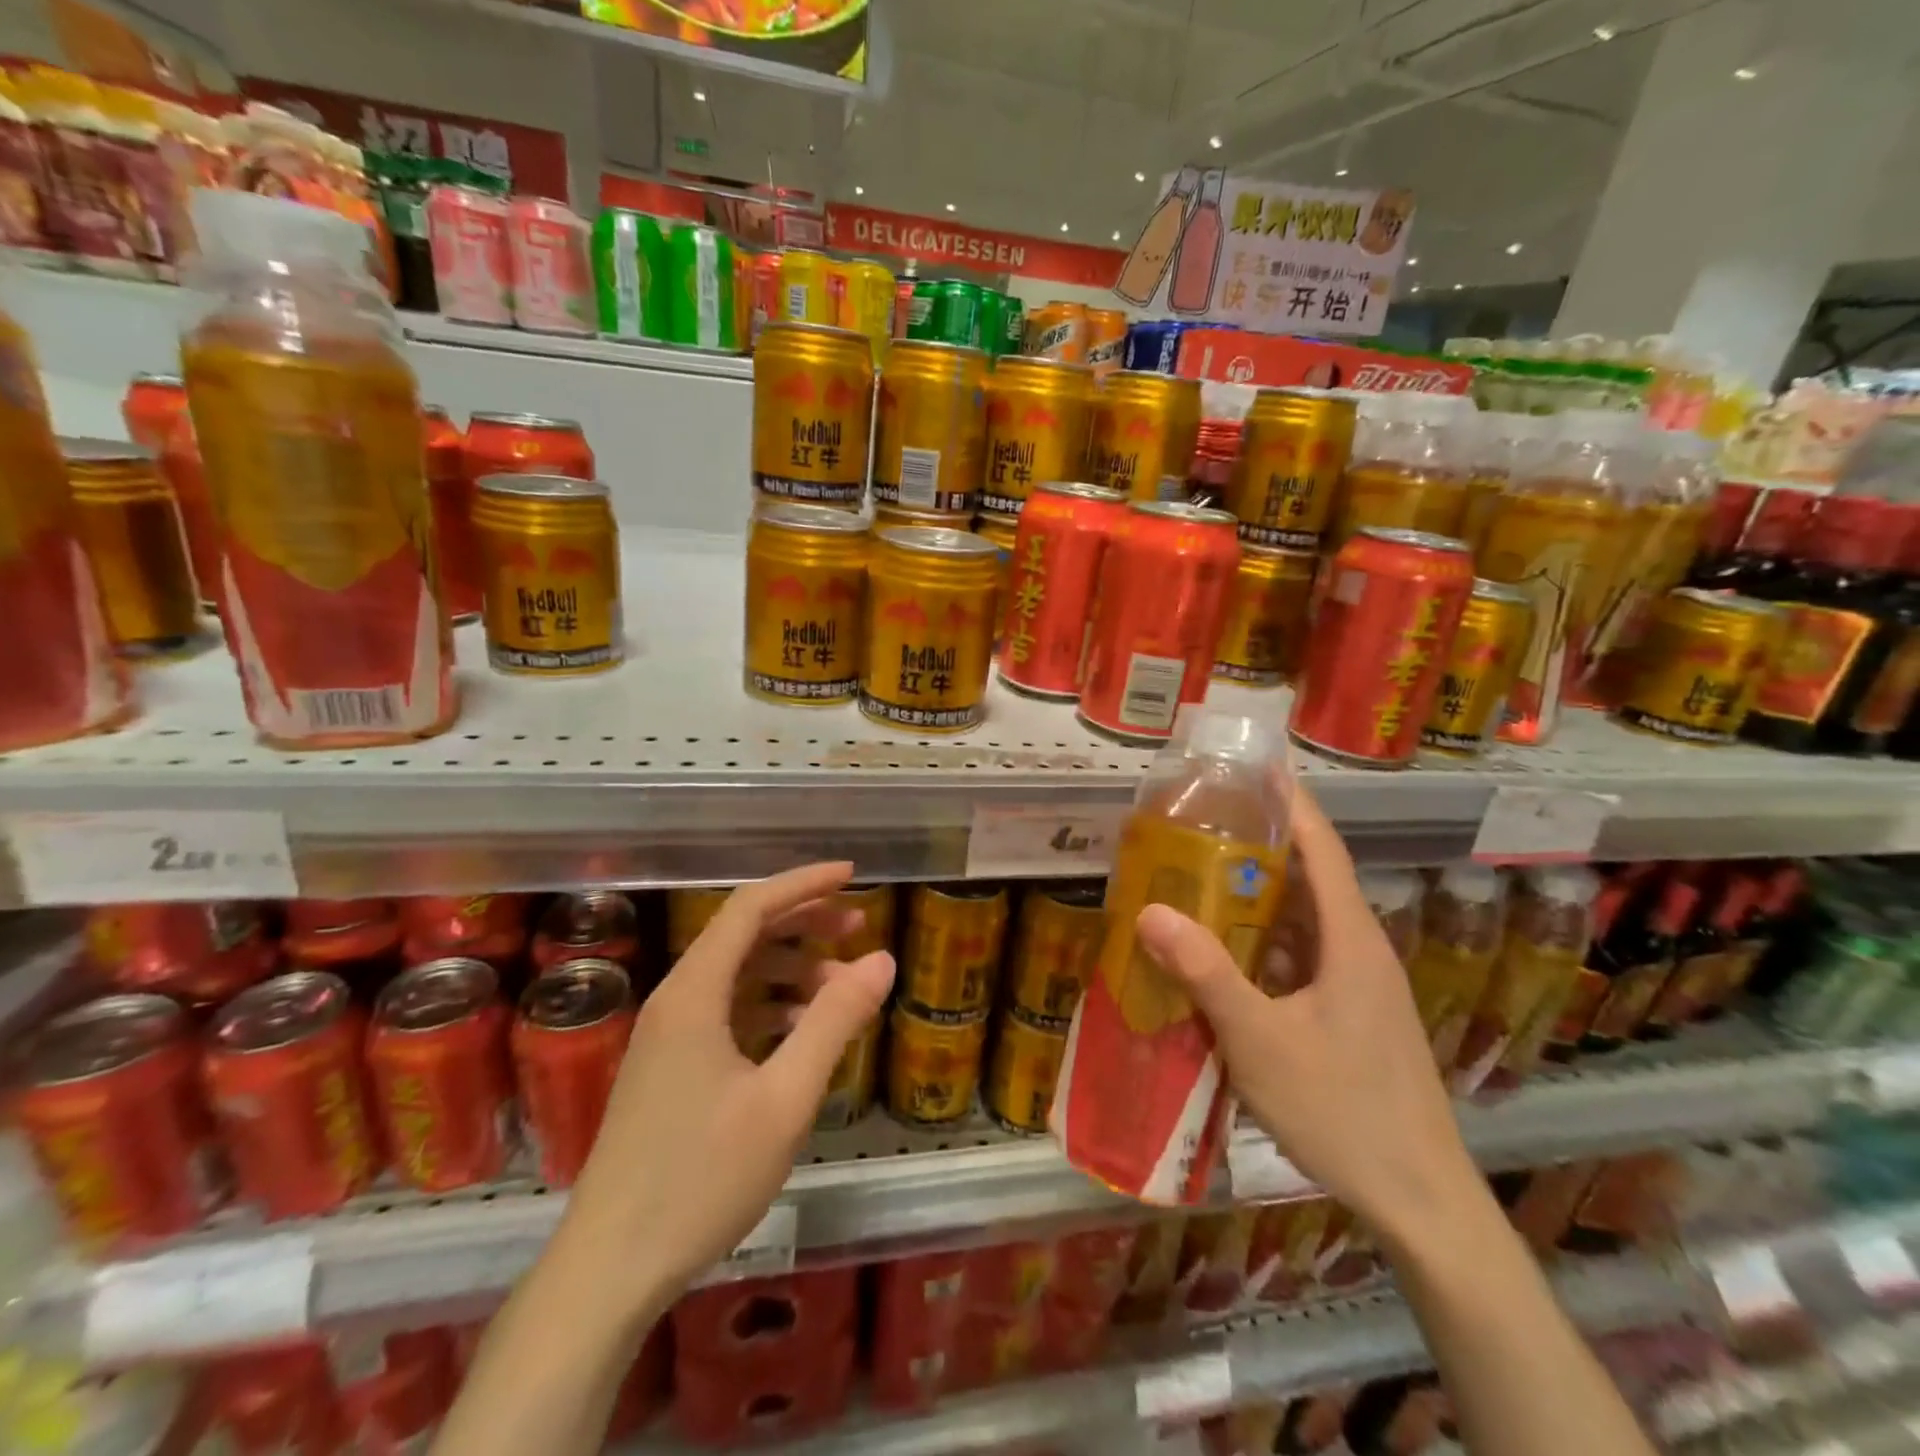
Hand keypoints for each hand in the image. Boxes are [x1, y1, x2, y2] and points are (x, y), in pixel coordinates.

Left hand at [561, 863, 894, 1304]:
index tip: (852, 875)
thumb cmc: (700, 1179)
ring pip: (736, 977)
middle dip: (803, 922)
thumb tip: (882, 959)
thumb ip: (835, 1022)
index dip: (804, 884)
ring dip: (789, 970)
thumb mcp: (785, 1098)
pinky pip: (727, 1014)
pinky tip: (803, 1034)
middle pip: (743, 935)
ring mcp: (667, 1038)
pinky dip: (769, 1008)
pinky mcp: (669, 1070)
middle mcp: (676, 1002)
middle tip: (858, 925)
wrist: (608, 1271)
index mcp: (694, 993)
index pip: (751, 907)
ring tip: (841, 988)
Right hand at [1134, 789, 1477, 1244]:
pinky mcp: (1349, 1014)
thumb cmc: (1342, 1110)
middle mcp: (1358, 950)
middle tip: (1205, 819)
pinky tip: (1223, 951)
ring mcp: (1357, 985)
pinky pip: (1301, 957)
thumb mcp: (1261, 1041)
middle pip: (1310, 878)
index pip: (1322, 849)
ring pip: (1303, 921)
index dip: (1292, 803)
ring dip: (1259, 895)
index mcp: (1350, 940)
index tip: (1259, 765)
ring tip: (1201, 873)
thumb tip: (1149, 912)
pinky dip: (1262, 941)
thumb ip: (1206, 974)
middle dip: (1262, 843)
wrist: (1419, 1200)